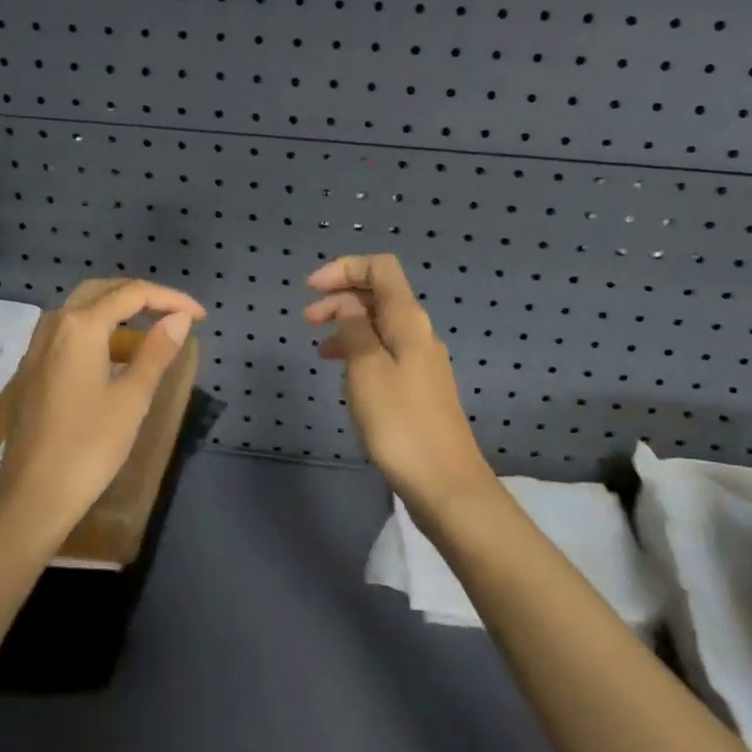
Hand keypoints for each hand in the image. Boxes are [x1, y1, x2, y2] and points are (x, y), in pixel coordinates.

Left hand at [0, 279, 206, 529]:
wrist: (33, 495)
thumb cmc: (90, 445)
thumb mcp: (133, 397)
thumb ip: (157, 351)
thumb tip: (178, 318)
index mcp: (81, 326)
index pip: (133, 294)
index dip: (171, 299)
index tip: (200, 317)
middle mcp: (55, 325)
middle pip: (103, 291)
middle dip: (142, 297)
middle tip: (174, 315)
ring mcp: (38, 347)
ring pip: (82, 309)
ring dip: (118, 312)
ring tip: (151, 334)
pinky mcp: (33, 369)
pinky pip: (69, 332)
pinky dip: (98, 331)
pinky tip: (116, 358)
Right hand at [305, 254, 496, 513]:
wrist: (445, 483)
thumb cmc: (400, 423)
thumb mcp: (366, 369)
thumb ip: (354, 328)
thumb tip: (348, 302)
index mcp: (408, 320)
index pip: (380, 268)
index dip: (345, 268)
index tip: (311, 289)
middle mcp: (418, 332)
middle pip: (379, 295)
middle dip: (340, 297)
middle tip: (307, 320)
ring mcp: (421, 361)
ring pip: (379, 325)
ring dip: (347, 325)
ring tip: (319, 347)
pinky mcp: (418, 387)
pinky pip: (385, 352)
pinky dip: (360, 351)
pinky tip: (344, 372)